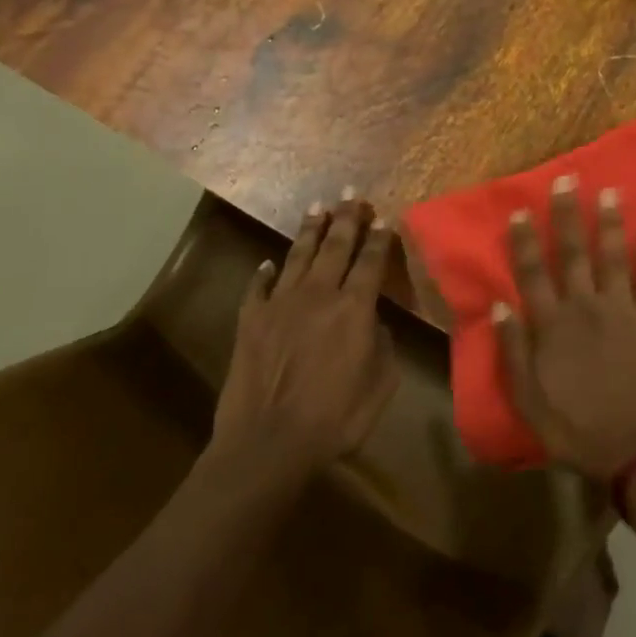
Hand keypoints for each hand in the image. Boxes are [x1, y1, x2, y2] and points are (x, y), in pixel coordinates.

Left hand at [210, 193, 399, 474]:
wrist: (268, 443)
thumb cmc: (335, 419)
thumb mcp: (380, 384)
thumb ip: (382, 345)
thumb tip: (373, 323)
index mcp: (354, 308)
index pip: (371, 261)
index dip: (379, 237)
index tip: (384, 217)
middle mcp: (318, 295)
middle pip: (335, 246)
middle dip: (347, 217)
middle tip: (352, 193)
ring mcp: (280, 304)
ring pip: (298, 256)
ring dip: (310, 230)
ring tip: (318, 207)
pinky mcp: (251, 320)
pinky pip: (259, 287)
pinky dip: (264, 272)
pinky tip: (268, 263)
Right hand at [495, 176, 635, 482]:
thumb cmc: (576, 429)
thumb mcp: (529, 400)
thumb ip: (513, 352)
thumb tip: (498, 307)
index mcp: (552, 325)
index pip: (532, 273)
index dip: (524, 241)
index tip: (520, 210)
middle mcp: (585, 307)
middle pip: (572, 253)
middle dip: (567, 215)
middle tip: (567, 180)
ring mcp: (622, 311)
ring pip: (613, 257)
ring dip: (610, 223)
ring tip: (610, 192)